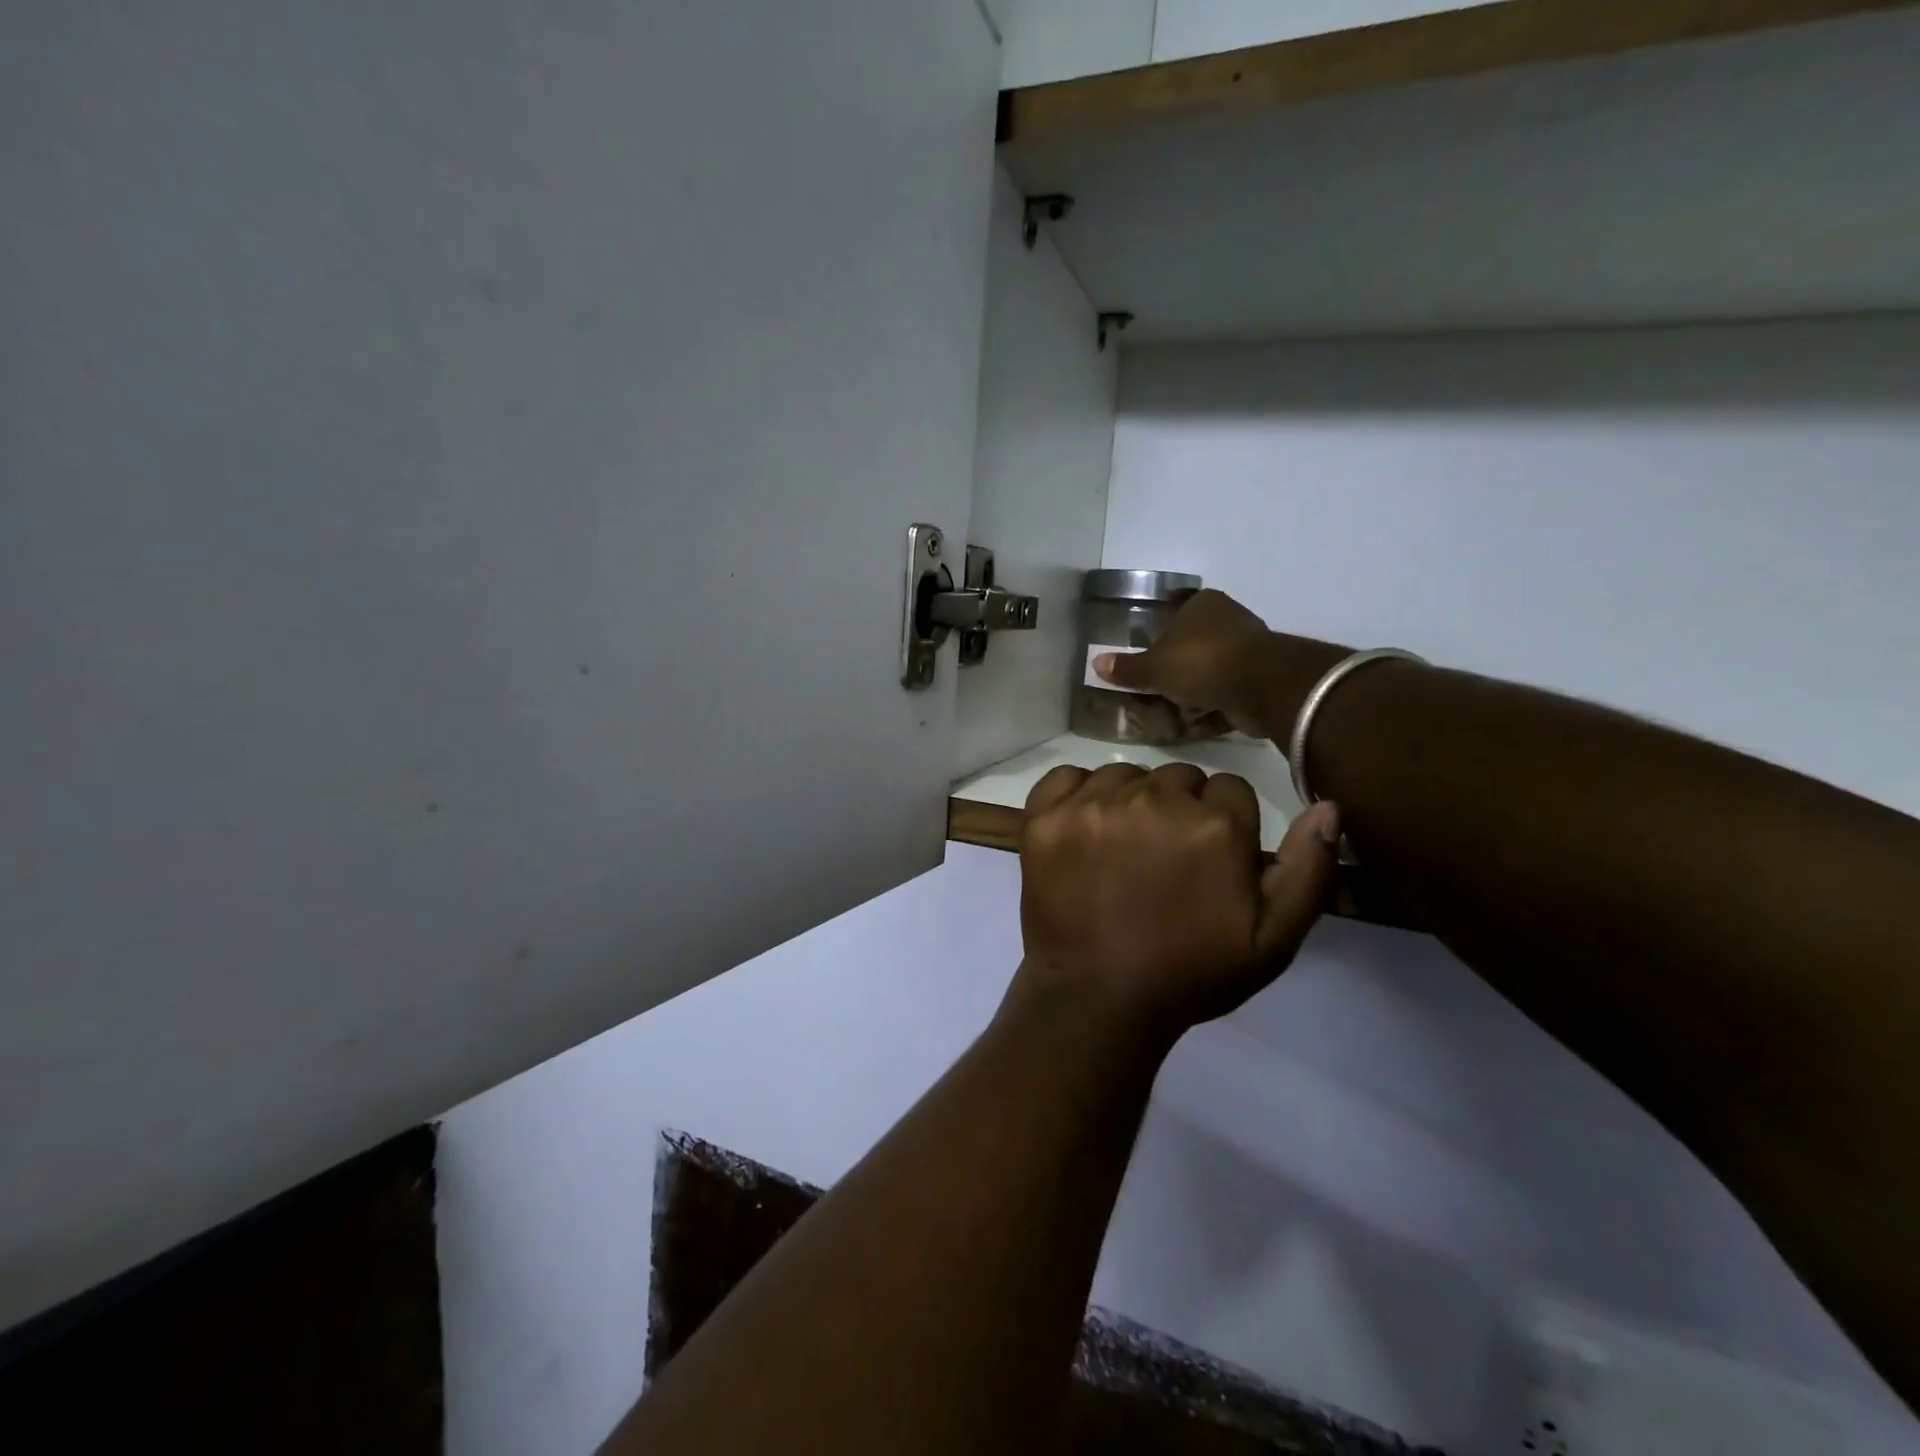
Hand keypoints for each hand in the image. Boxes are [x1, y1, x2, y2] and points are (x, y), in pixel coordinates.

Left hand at [1017, 762, 1340, 1043]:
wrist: (1098, 999)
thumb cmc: (1189, 973)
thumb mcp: (1272, 940)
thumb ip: (1308, 869)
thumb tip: (1328, 806)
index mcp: (1214, 825)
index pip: (1230, 790)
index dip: (1223, 824)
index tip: (1207, 860)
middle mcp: (1154, 800)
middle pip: (1178, 777)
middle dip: (1180, 809)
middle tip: (1163, 859)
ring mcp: (1092, 805)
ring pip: (1125, 775)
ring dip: (1129, 800)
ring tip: (1121, 849)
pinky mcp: (1045, 817)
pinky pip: (1065, 777)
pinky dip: (1076, 794)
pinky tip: (1082, 828)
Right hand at [1093, 590, 1346, 739]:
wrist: (1260, 686)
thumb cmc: (1201, 663)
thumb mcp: (1153, 668)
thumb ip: (1126, 668)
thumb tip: (1095, 663)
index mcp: (1203, 604)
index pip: (1175, 614)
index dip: (1159, 637)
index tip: (1149, 661)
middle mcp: (1229, 617)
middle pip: (1194, 643)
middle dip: (1179, 667)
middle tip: (1157, 689)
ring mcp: (1249, 647)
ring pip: (1212, 668)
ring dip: (1198, 688)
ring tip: (1176, 709)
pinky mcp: (1262, 676)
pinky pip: (1229, 690)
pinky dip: (1217, 704)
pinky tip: (1200, 720)